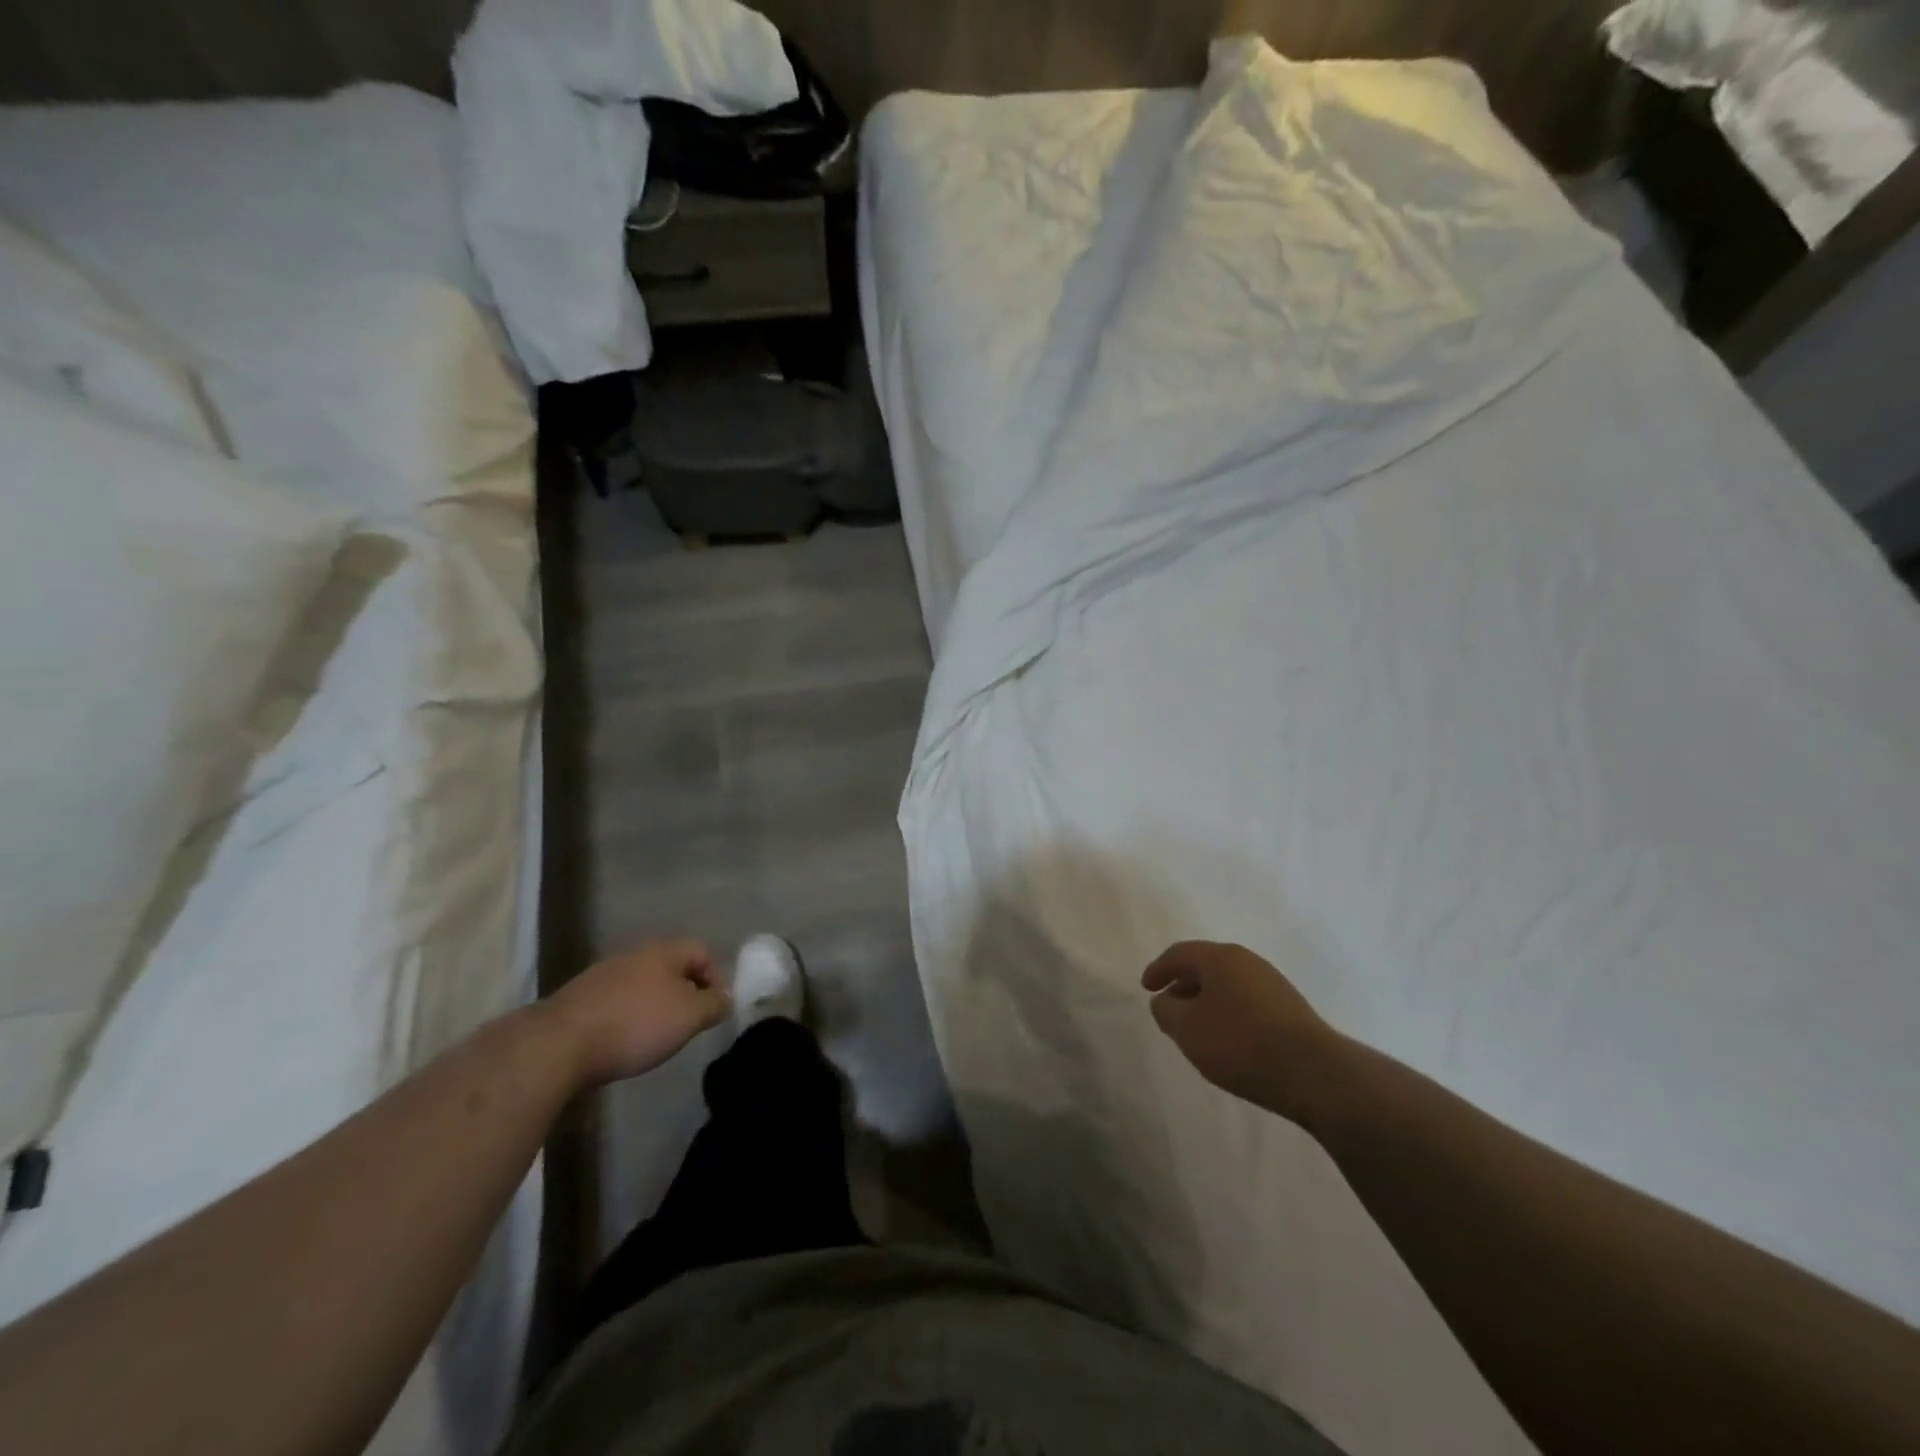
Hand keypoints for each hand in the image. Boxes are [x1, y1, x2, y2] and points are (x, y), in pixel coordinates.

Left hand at [545, 940, 730, 1088]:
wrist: (558, 1045)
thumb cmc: (635, 1024)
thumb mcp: (689, 1016)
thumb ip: (714, 1004)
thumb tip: (725, 998)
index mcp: (663, 951)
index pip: (701, 952)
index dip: (716, 978)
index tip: (715, 1010)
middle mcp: (633, 954)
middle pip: (670, 967)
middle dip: (684, 993)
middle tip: (689, 1024)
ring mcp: (602, 975)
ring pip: (642, 985)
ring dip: (654, 1006)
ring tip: (656, 1037)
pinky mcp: (578, 1000)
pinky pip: (616, 1003)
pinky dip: (627, 1018)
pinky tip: (623, 1042)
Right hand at [1142, 940, 1338, 1121]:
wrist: (1314, 1073)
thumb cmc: (1240, 1043)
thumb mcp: (1187, 1029)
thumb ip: (1166, 1010)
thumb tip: (1165, 1000)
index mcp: (1220, 957)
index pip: (1179, 953)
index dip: (1158, 969)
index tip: (1146, 988)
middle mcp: (1247, 961)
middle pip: (1206, 965)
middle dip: (1183, 984)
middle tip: (1169, 1006)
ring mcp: (1272, 983)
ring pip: (1228, 984)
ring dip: (1207, 999)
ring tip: (1197, 1027)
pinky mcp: (1289, 1008)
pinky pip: (1246, 1000)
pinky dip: (1228, 1011)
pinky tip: (1228, 1038)